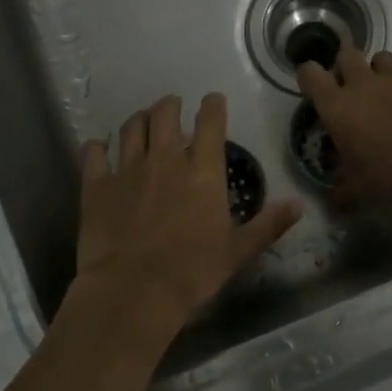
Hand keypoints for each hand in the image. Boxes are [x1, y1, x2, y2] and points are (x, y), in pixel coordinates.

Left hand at [75, 93, 300, 337]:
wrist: (135, 290)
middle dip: (170, 105)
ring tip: (143, 121)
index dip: (213, 106)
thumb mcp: (238, 251)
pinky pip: (93, 154)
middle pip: (165, 114)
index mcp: (203, 172)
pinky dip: (97, 147)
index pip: (210, 123)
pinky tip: (99, 148)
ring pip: (132, 127)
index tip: (213, 99)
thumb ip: (268, 225)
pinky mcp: (97, 186)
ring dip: (140, 119)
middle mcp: (165, 160)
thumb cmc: (193, 271)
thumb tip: (298, 204)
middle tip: (173, 106)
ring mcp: (127, 169)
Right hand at [297, 47, 391, 204]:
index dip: (309, 77)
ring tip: (387, 92)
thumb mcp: (359, 191)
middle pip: (346, 54)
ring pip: (382, 58)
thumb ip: (341, 194)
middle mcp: (364, 83)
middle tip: (352, 89)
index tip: (315, 89)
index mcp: (338, 106)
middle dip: (346, 66)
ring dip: (380, 71)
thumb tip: (332, 205)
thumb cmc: (391, 174)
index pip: (310, 74)